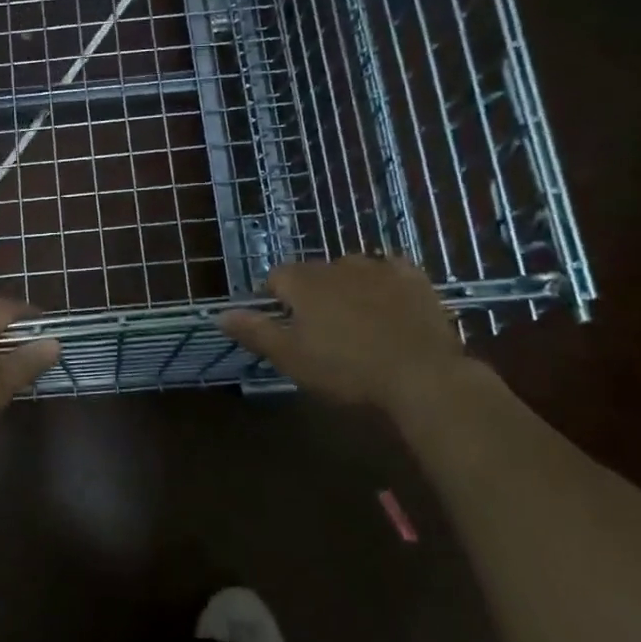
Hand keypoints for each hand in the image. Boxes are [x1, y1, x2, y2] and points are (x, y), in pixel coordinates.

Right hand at [218, 255, 463, 410]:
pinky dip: (385, 282)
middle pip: (313, 273)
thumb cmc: (346, 369)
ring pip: (351, 269)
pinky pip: (392, 270)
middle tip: (320, 330)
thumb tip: (219, 313)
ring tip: (356, 319)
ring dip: (347, 286)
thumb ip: (254, 331)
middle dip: (312, 294)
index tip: (283, 325)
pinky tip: (390, 302)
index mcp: (303, 282)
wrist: (421, 376)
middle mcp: (336, 265)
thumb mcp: (291, 357)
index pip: (276, 278)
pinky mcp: (414, 278)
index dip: (275, 299)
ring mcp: (378, 268)